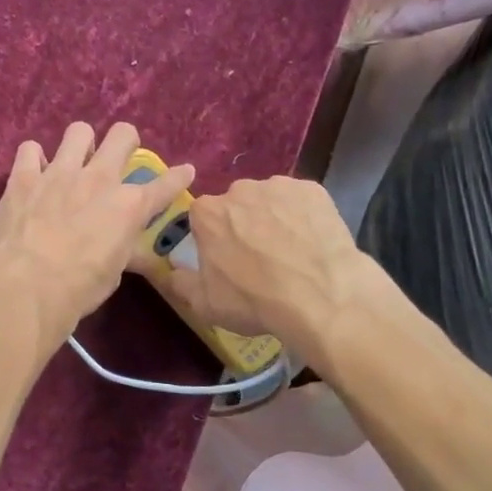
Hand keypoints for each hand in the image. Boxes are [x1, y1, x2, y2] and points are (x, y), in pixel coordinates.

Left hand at [0, 122, 192, 344]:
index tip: (185, 171)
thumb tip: (119, 242)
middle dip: (126, 141)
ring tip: (74, 161)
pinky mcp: (23, 177)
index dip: (179, 176)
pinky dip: (34, 159)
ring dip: (80, 144)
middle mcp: (99, 179)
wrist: (27, 286)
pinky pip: (30, 149)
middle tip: (119, 156)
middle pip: (122, 135)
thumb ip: (120, 246)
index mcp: (129, 206)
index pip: (165, 184)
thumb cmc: (79, 289)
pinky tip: (34, 173)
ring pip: (78, 131)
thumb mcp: (114, 272)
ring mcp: (59, 173)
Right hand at [154, 176, 366, 353]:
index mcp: (207, 213)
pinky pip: (301, 201)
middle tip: (259, 257)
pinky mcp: (314, 190)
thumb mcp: (205, 304)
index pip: (202, 218)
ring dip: (273, 218)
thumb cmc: (254, 300)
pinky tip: (312, 242)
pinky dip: (303, 217)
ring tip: (290, 251)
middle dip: (243, 224)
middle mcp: (239, 190)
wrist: (320, 296)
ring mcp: (279, 186)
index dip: (213, 238)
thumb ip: (181, 283)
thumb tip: (171, 272)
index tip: (225, 258)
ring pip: (269, 200)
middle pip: (236, 205)